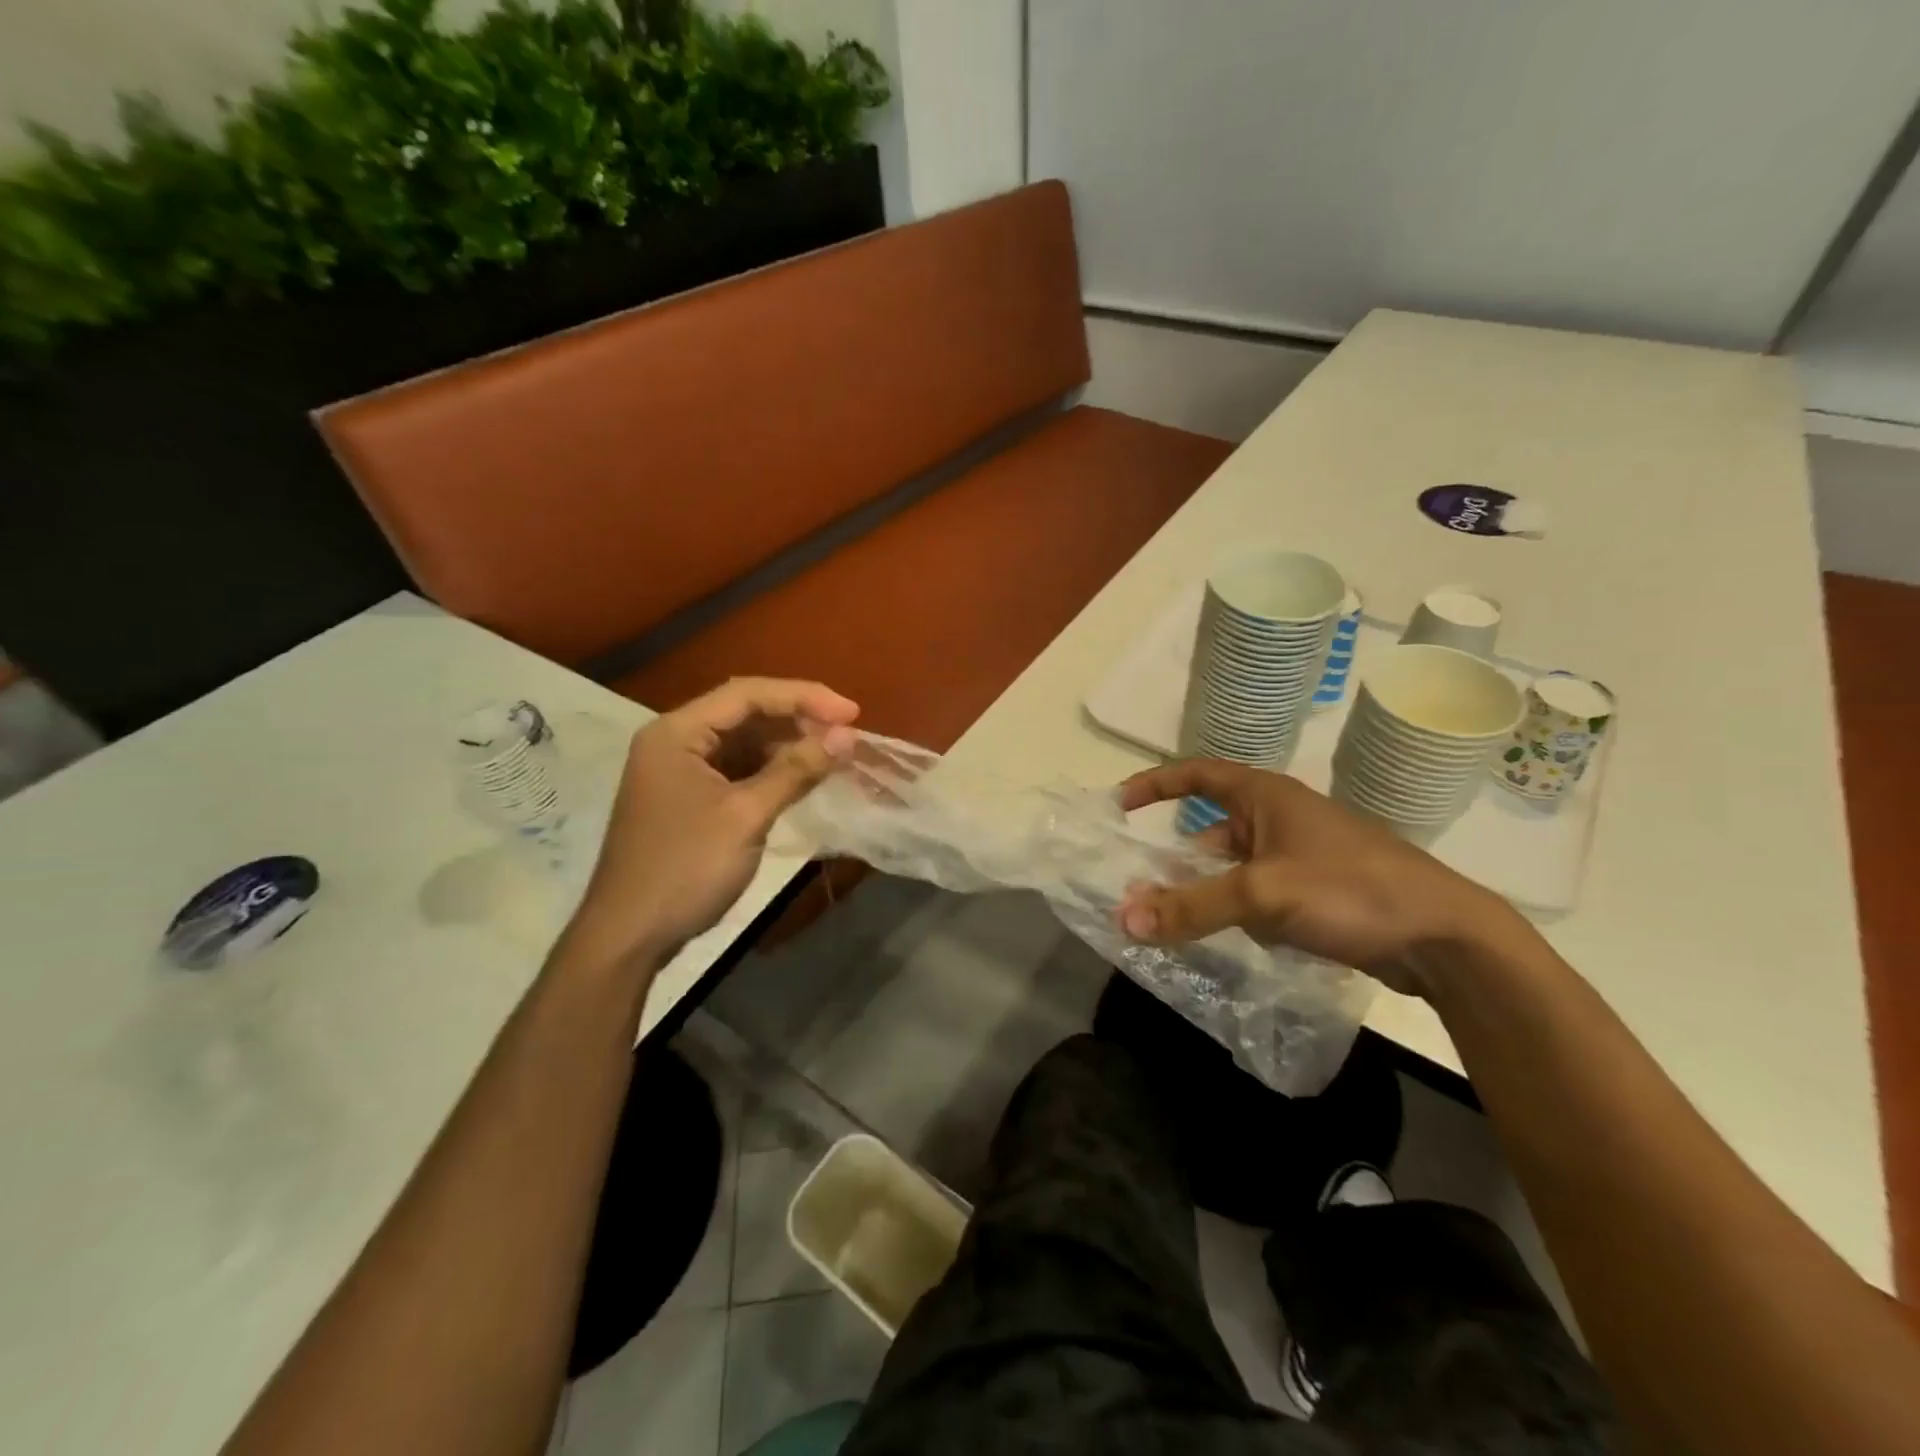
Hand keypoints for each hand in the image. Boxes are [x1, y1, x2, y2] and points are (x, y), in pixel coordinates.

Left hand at [560, 678, 858, 972]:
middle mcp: (675, 741)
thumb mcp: (746, 816)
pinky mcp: (690, 799)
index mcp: (677, 733)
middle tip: (846, 734)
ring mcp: (680, 771)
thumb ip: (796, 770)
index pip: (747, 694)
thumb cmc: (685, 869)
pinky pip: (738, 770)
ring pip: (743, 742)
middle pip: (745, 713)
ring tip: (833, 754)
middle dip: (798, 720)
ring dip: (788, 746)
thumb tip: (847, 737)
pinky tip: (803, 777)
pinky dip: (772, 771)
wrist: (630, 936)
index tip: (852, 713)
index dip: (804, 697)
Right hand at [1116, 759, 1529, 998]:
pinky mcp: (1317, 892)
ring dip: (1207, 894)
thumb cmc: (1351, 890)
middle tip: (1143, 895)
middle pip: (1210, 833)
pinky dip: (1238, 913)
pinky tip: (1233, 940)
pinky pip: (1258, 895)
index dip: (1155, 784)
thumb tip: (1122, 919)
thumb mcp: (1262, 894)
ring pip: (1233, 871)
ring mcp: (1301, 857)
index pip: (1197, 774)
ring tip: (1178, 926)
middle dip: (1176, 864)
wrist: (1444, 939)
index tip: (1118, 806)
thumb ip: (1191, 906)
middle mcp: (1280, 819)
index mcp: (1267, 796)